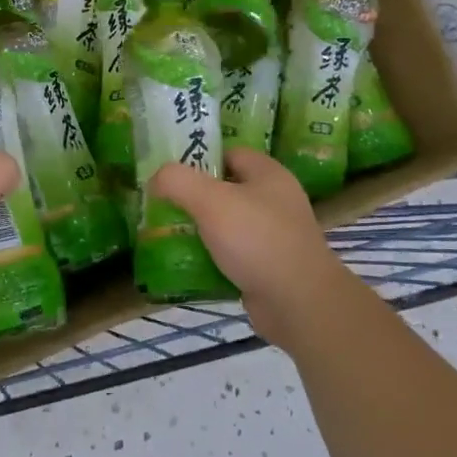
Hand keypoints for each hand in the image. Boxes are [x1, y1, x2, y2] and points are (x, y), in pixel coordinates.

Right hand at [150, 147, 348, 348]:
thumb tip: (156, 178)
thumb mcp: (210, 200)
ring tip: (168, 235)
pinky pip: (234, 255)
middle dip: (195, 197)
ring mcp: (275, 236)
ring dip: (201, 230)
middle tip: (164, 205)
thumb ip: (178, 181)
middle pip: (227, 189)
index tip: (171, 173)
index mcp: (268, 174)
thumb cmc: (257, 239)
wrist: (300, 304)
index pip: (229, 153)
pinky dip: (213, 258)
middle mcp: (275, 200)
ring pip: (228, 224)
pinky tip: (189, 265)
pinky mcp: (270, 268)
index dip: (200, 158)